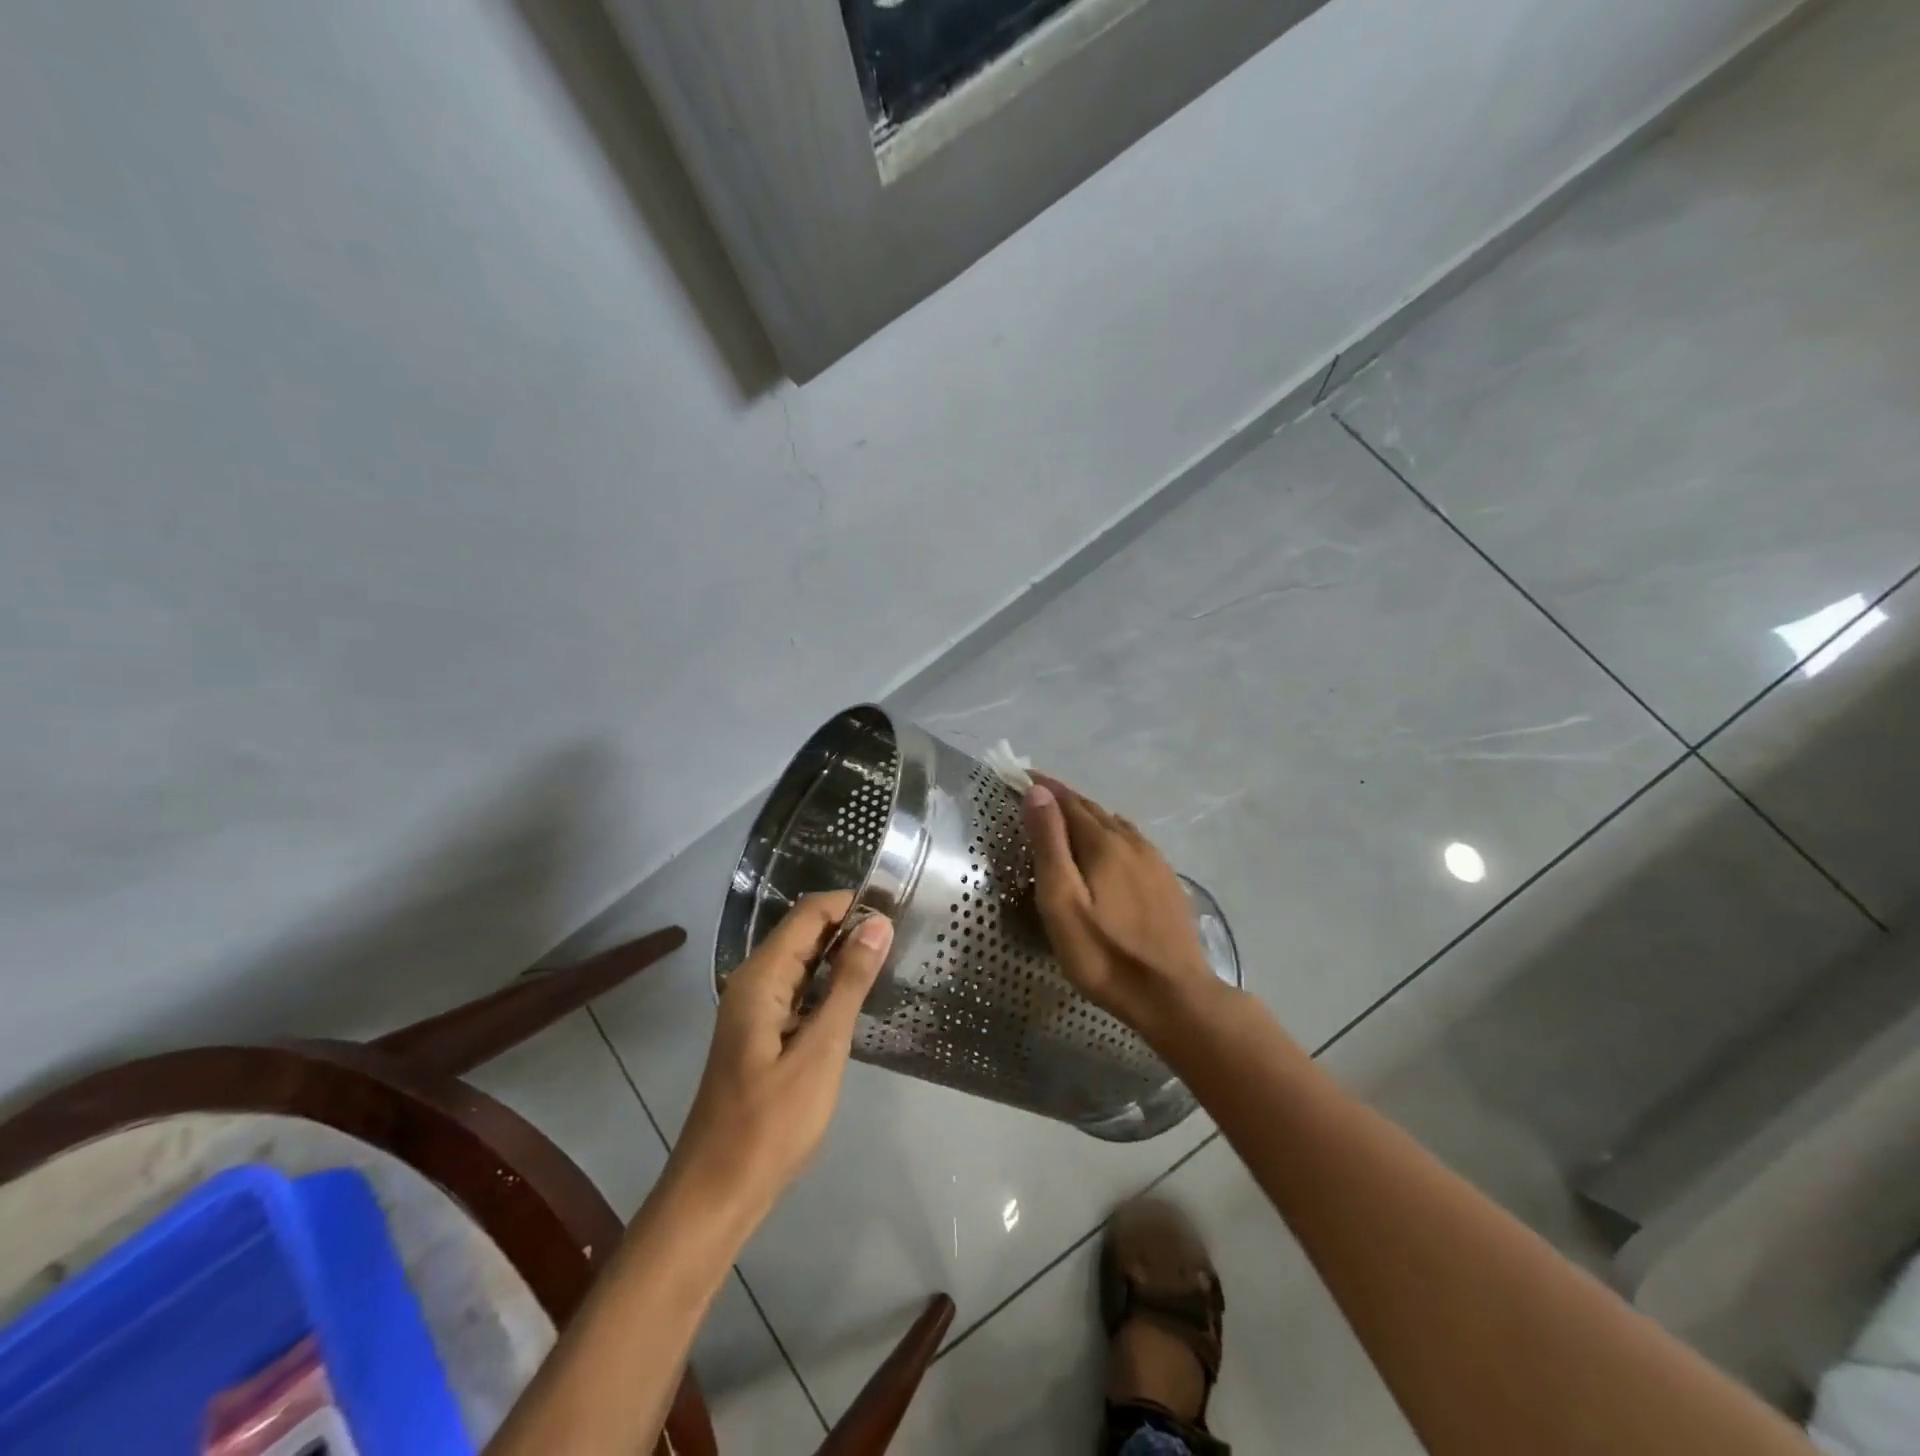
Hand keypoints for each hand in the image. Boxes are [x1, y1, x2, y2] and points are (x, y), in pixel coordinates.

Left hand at [668, 892, 890, 1223]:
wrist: (716, 1195)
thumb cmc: (770, 1125)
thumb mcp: (821, 1051)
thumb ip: (849, 983)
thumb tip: (877, 923)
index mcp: (760, 978)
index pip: (809, 913)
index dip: (852, 905)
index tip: (898, 913)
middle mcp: (752, 982)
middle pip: (805, 933)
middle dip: (850, 929)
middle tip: (903, 939)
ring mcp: (754, 1010)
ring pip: (802, 963)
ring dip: (842, 958)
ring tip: (890, 962)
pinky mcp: (761, 1035)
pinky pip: (798, 992)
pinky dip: (828, 987)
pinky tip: (858, 1000)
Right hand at [1022, 775, 1224, 1039]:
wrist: (1174, 996)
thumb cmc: (1105, 955)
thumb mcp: (1062, 902)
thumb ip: (1049, 845)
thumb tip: (1038, 792)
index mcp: (1103, 843)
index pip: (1068, 801)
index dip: (1044, 787)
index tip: (1020, 775)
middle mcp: (1131, 841)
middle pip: (1092, 809)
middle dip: (1063, 798)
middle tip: (1037, 794)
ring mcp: (1154, 860)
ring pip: (1115, 824)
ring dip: (1088, 815)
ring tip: (1066, 819)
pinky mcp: (1166, 880)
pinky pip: (1132, 841)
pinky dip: (1110, 833)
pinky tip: (1109, 847)